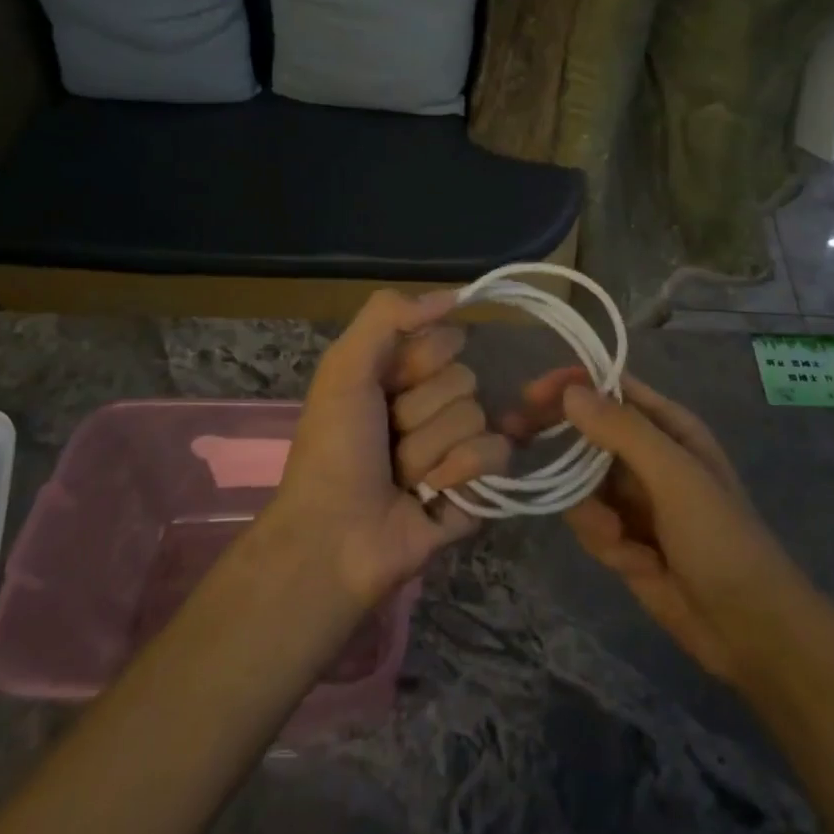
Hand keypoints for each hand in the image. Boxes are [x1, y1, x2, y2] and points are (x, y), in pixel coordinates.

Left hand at [269, 290, 507, 609]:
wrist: (335, 538)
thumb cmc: (334, 449)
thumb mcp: (344, 367)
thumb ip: (388, 315)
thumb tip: (457, 295)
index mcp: (403, 376)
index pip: (447, 341)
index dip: (419, 362)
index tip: (388, 386)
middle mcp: (433, 406)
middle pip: (465, 378)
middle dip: (422, 411)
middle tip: (389, 440)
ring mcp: (458, 447)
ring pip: (478, 416)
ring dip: (432, 448)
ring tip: (402, 476)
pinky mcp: (479, 486)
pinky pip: (498, 452)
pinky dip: (463, 470)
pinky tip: (433, 492)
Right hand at [503, 368, 793, 682]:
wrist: (749, 629)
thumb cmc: (720, 538)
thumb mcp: (675, 476)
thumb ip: (623, 431)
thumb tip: (569, 391)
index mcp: (668, 427)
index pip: (610, 389)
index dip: (571, 385)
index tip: (530, 396)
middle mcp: (648, 455)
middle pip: (586, 433)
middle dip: (559, 444)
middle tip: (517, 440)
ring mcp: (634, 498)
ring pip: (580, 483)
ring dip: (590, 511)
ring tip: (621, 538)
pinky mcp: (623, 538)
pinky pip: (589, 522)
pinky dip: (603, 540)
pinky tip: (634, 563)